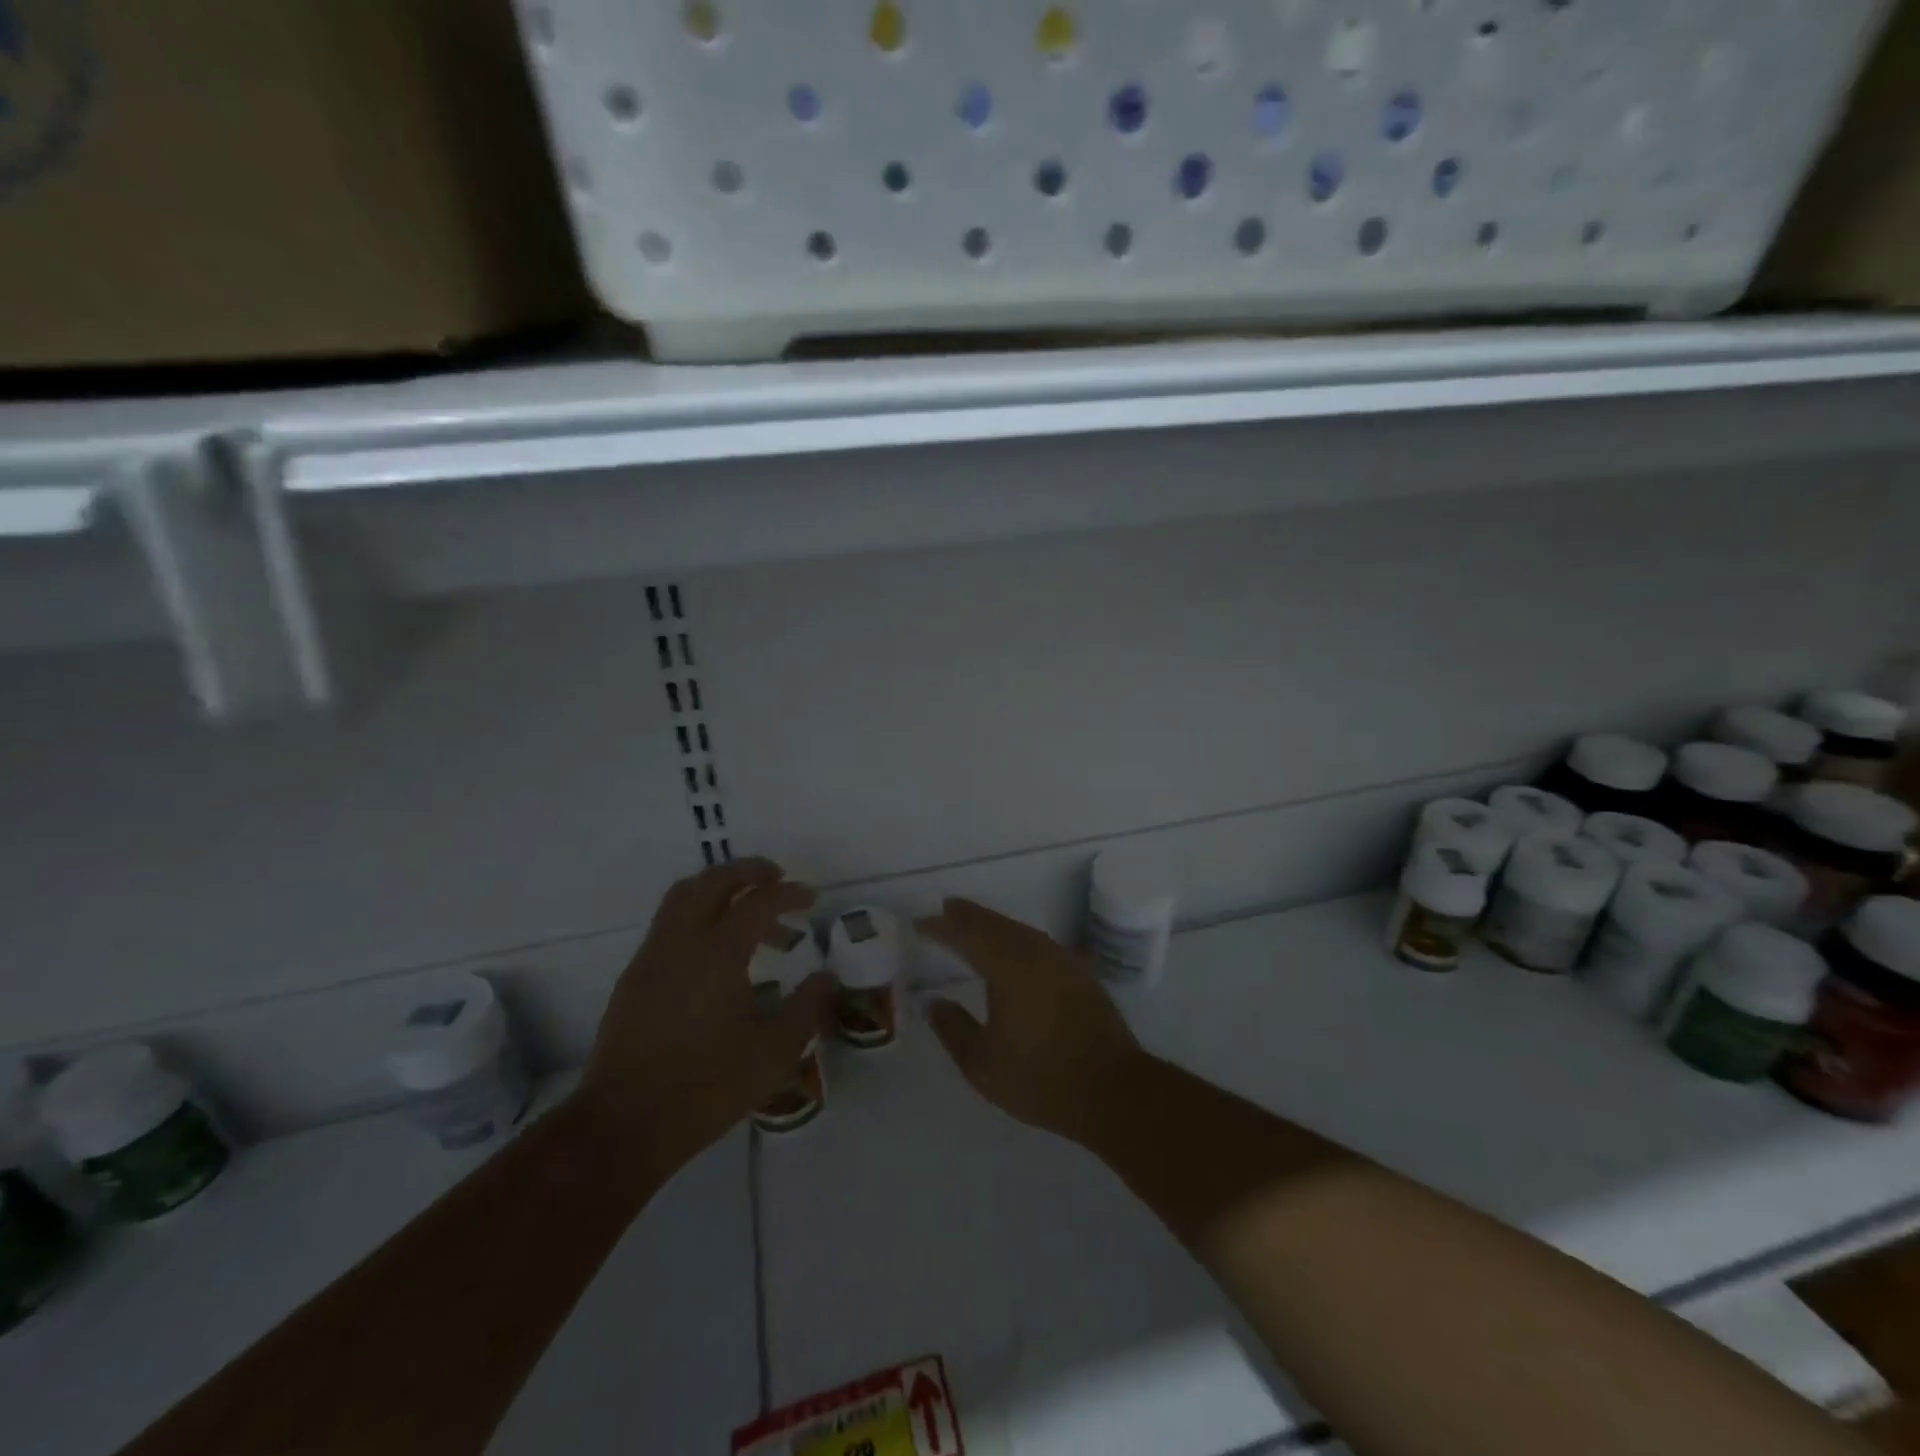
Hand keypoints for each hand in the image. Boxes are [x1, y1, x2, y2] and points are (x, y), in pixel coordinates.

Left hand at [577, 859, 831, 1177]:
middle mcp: (680, 942)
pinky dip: (698, 919)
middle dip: (746, 871)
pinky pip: (668, 926)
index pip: (759, 902)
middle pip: (711, 882)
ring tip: (750, 916)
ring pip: (683, 899)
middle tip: (776, 879)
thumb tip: (828, 978)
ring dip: (719, 893)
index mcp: (717, 952)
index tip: (810, 898)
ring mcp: (651, 958)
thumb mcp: (774, 1052)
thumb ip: (807, 1008)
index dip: (789, 894)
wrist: (623, 1126)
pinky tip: (717, 957)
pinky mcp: (633, 979)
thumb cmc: (706, 1087)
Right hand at [915, 898, 1142, 1142]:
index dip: (941, 927)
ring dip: (994, 924)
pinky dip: (1018, 938)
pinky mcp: (1080, 972)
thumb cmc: (1041, 1078)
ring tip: (974, 924)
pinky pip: (1039, 942)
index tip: (919, 924)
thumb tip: (931, 1001)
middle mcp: (1035, 952)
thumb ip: (952, 1027)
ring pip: (1020, 930)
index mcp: (1007, 966)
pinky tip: (1017, 948)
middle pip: (995, 923)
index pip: (966, 934)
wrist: (1113, 1090)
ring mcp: (1062, 959)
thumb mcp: (982, 1063)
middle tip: (945, 909)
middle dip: (967, 915)